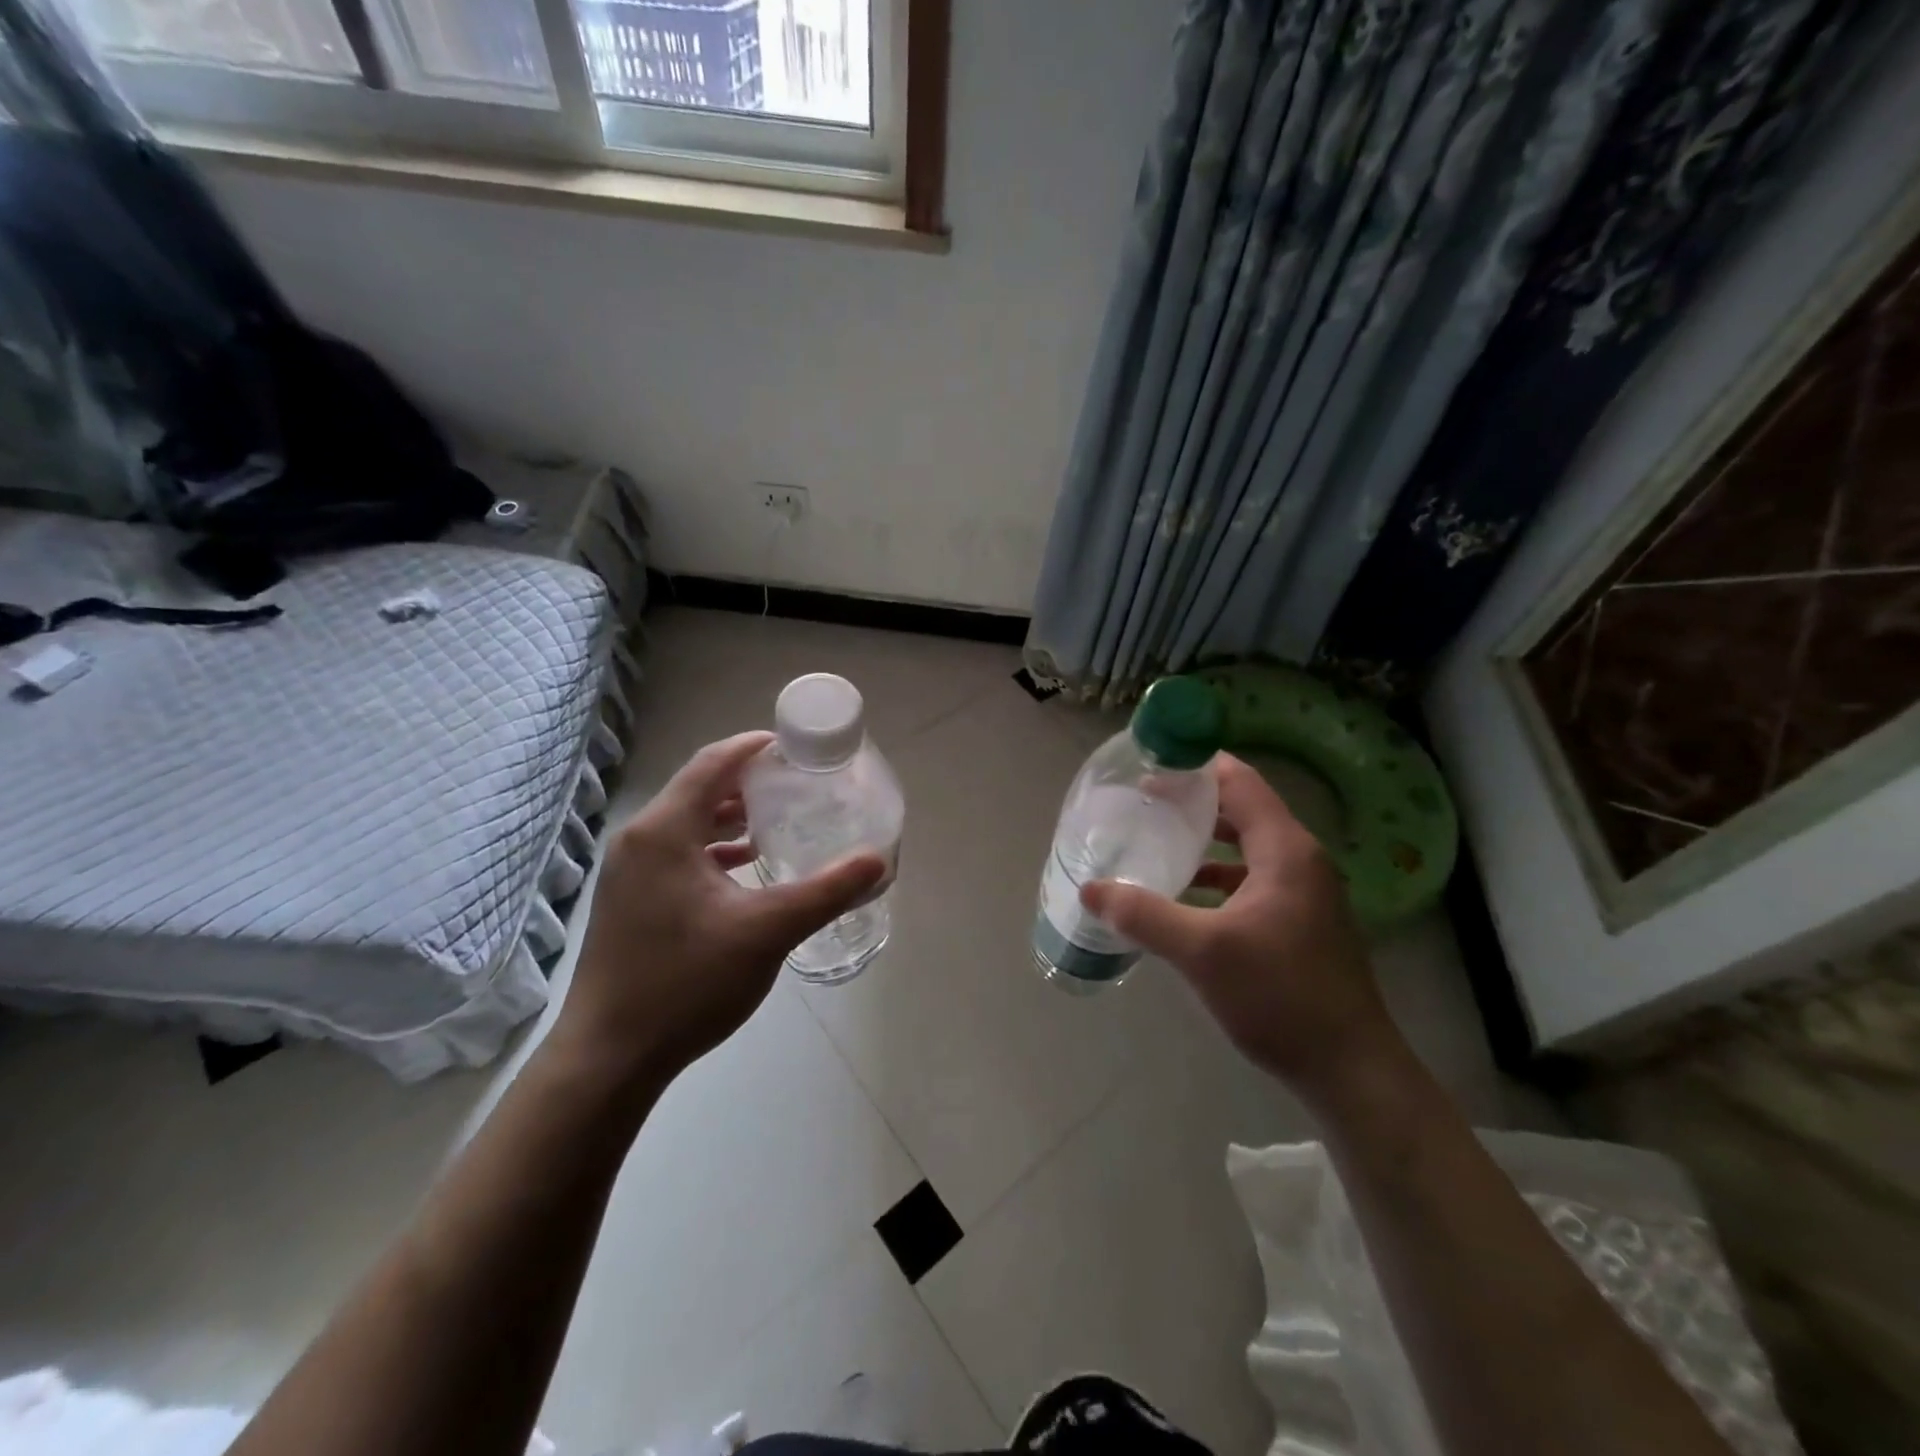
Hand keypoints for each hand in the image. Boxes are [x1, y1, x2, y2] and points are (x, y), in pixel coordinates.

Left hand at [552, 732, 885, 1083]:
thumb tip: (877, 861)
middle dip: (748, 782)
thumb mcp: (767, 932)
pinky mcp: (629, 900)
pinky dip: (713, 849)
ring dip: (731, 817)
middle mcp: (640, 840)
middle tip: (797, 784)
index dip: (754, 747)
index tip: (796, 747)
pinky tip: (745, 868)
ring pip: (687, 824)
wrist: (610, 1057)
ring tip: (778, 821)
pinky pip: (677, 854)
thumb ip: (826, 892)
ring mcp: (629, 872)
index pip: (713, 763)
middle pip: (699, 789)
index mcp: (664, 830)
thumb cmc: (686, 982)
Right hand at [1080, 753, 1399, 1103]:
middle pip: (1242, 809)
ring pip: (1246, 846)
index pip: (1239, 781)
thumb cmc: (1280, 996)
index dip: (1196, 765)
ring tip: (1155, 840)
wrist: (1350, 1069)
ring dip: (1204, 840)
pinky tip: (1183, 895)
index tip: (1150, 763)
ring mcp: (1304, 891)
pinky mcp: (1300, 921)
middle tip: (1142, 801)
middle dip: (1193, 801)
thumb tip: (1090, 889)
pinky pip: (1252, 878)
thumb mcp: (1202, 952)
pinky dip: (1217, 875)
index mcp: (1285, 849)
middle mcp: (1300, 859)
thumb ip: (1143, 915)